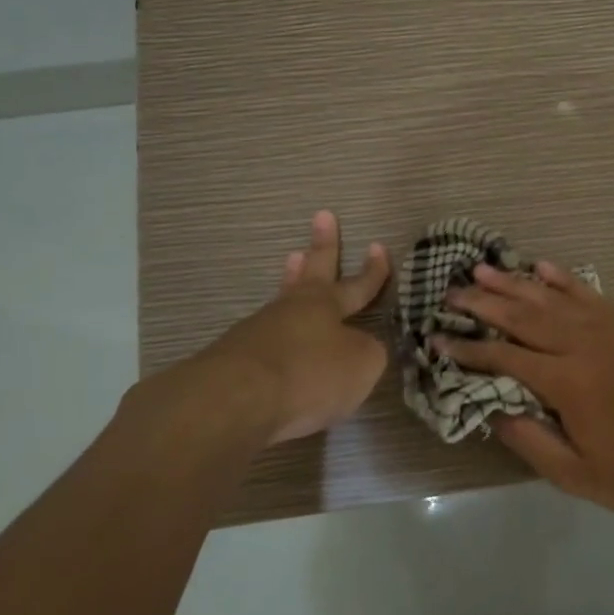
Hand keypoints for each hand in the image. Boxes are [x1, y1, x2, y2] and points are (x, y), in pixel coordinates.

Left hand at [198, 210, 392, 444]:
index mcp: (326, 306)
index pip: (357, 285)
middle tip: (322, 216)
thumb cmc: (310, 374)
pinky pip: (265, 335)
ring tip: (293, 260)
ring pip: (283, 297)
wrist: (237, 398)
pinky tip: (275, 337)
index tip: (378, 245)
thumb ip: (368, 353)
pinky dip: (275, 330)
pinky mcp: (235, 357)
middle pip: (312, 271)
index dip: (372, 270)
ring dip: (291, 278)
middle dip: (322, 245)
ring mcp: (259, 329)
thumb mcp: (360, 366)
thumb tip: (361, 348)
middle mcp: (293, 309)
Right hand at [439, 262, 613, 514]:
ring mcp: (607, 329)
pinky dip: (563, 277)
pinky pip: (588, 292)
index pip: (503, 357)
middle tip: (451, 292)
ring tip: (482, 268)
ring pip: (550, 298)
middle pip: (522, 317)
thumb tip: (491, 410)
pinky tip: (542, 266)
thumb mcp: (576, 475)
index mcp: (565, 382)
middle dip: (482, 303)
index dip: (467, 348)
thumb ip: (529, 440)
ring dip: (514, 282)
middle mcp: (581, 345)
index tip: (438, 338)